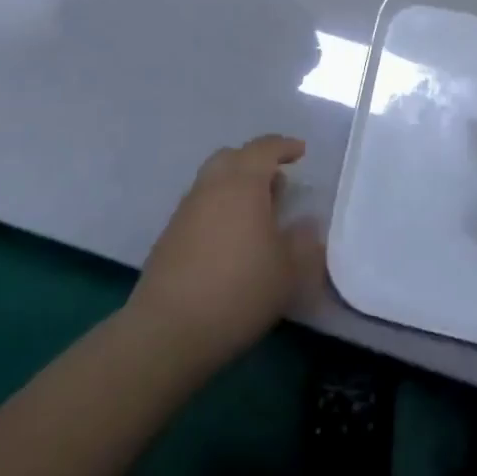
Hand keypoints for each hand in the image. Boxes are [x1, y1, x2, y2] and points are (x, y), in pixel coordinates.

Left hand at [129, 135, 324, 370]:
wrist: (168, 329)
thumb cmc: (239, 290)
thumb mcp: (288, 271)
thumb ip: (303, 242)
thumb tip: (308, 222)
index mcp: (242, 183)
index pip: (264, 148)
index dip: (284, 146)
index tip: (300, 152)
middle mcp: (211, 186)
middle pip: (233, 157)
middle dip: (256, 162)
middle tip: (277, 181)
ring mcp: (186, 210)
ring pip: (213, 181)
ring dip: (236, 186)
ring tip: (257, 214)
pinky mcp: (169, 235)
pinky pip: (201, 206)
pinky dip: (219, 209)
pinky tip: (230, 240)